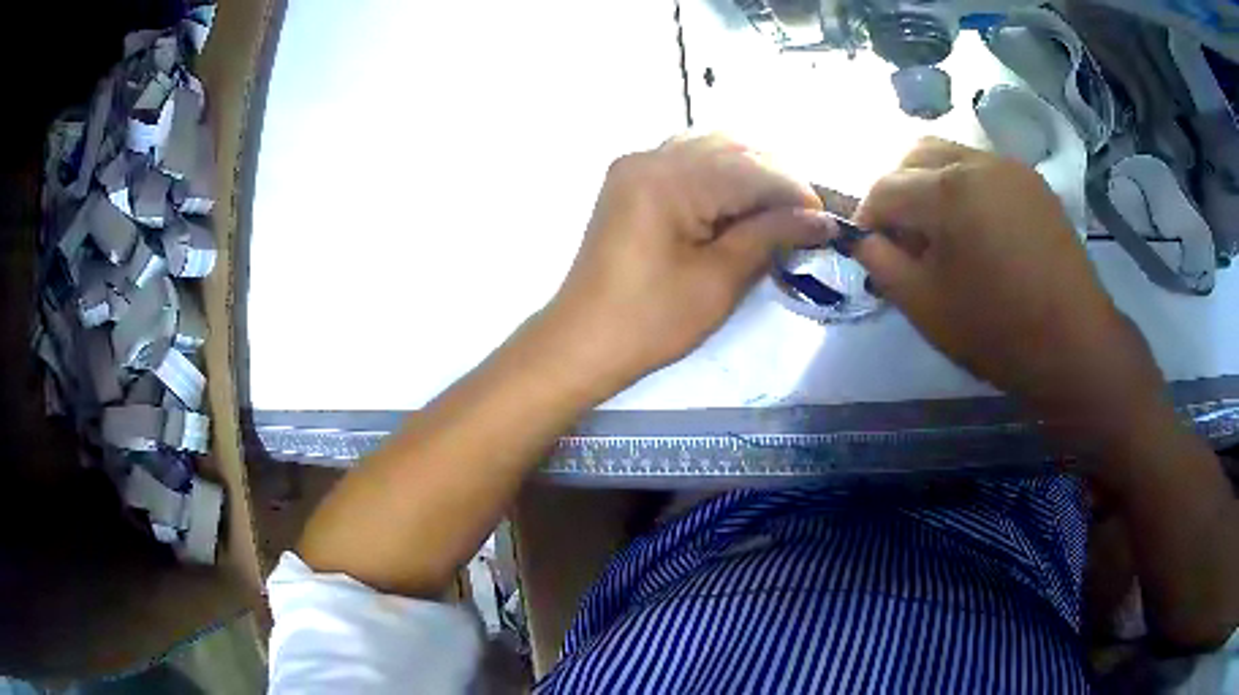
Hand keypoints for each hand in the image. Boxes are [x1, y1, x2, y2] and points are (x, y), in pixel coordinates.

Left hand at [542, 134, 831, 394]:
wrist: (582, 342)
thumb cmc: (650, 322)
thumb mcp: (719, 280)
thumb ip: (771, 236)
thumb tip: (820, 219)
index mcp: (668, 179)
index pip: (751, 169)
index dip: (796, 192)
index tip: (826, 222)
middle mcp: (650, 157)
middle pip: (733, 149)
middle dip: (776, 179)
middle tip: (804, 219)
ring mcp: (636, 165)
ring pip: (711, 148)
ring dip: (751, 172)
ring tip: (776, 212)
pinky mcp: (631, 180)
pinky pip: (687, 159)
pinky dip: (720, 173)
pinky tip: (738, 202)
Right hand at [851, 138, 1164, 423]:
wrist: (1075, 344)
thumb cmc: (998, 331)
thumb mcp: (925, 306)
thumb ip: (881, 263)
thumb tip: (861, 239)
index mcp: (947, 190)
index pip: (884, 187)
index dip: (867, 218)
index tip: (869, 248)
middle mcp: (976, 161)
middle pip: (915, 154)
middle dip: (898, 190)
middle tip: (905, 237)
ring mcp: (1009, 167)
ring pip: (951, 156)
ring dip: (932, 185)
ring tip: (943, 233)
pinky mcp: (1033, 182)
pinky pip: (983, 170)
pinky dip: (966, 189)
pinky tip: (978, 230)